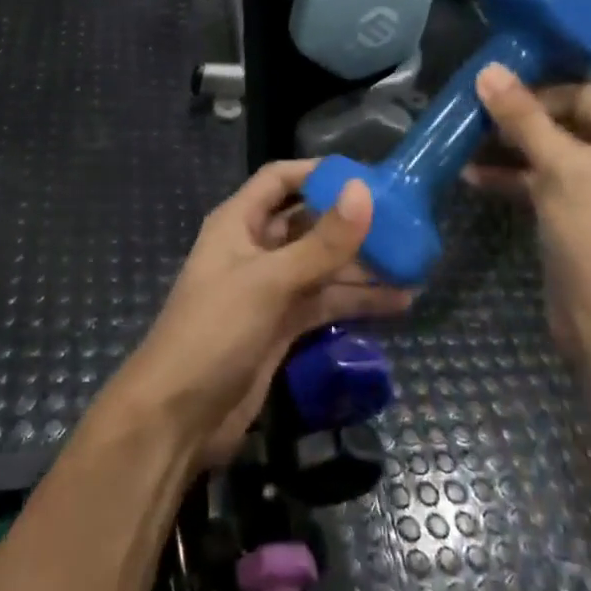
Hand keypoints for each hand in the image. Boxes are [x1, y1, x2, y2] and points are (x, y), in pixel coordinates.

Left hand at [119, 161, 412, 467]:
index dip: (319, 173)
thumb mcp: (270, 281)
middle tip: (405, 221)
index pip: (280, 180)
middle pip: (308, 223)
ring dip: (362, 266)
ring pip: (322, 266)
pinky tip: (398, 302)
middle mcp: (255, 249)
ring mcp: (269, 290)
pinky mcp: (282, 327)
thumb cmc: (215, 332)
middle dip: (350, 222)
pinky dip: (356, 301)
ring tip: (414, 263)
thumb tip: (365, 191)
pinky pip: (325, 302)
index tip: (367, 175)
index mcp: (239, 223)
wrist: (177, 418)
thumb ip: (321, 242)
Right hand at [466, 0, 590, 362]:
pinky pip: (547, 170)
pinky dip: (515, 169)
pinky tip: (473, 174)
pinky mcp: (582, 206)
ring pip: (562, 136)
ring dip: (518, 134)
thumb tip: (489, 73)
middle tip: (490, 90)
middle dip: (540, 96)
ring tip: (470, 130)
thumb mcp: (562, 171)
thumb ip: (524, 120)